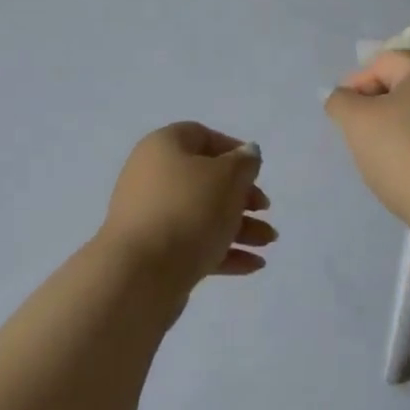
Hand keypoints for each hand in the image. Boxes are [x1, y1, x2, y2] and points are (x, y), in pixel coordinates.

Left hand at [97, 123, 275, 292]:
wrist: (141, 273)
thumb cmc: (188, 210)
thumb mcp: (227, 177)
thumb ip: (244, 162)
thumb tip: (246, 153)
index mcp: (163, 147)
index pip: (200, 136)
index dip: (232, 149)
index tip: (256, 169)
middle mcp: (151, 176)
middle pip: (204, 179)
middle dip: (241, 196)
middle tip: (265, 210)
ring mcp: (150, 216)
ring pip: (202, 214)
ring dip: (239, 226)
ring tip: (268, 243)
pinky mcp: (154, 252)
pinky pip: (193, 244)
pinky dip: (223, 250)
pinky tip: (254, 265)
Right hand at [325, 50, 409, 232]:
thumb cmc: (407, 156)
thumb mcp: (357, 123)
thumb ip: (341, 101)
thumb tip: (345, 98)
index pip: (381, 63)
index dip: (355, 85)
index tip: (344, 118)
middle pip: (404, 88)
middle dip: (377, 109)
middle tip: (362, 138)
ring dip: (399, 130)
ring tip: (386, 161)